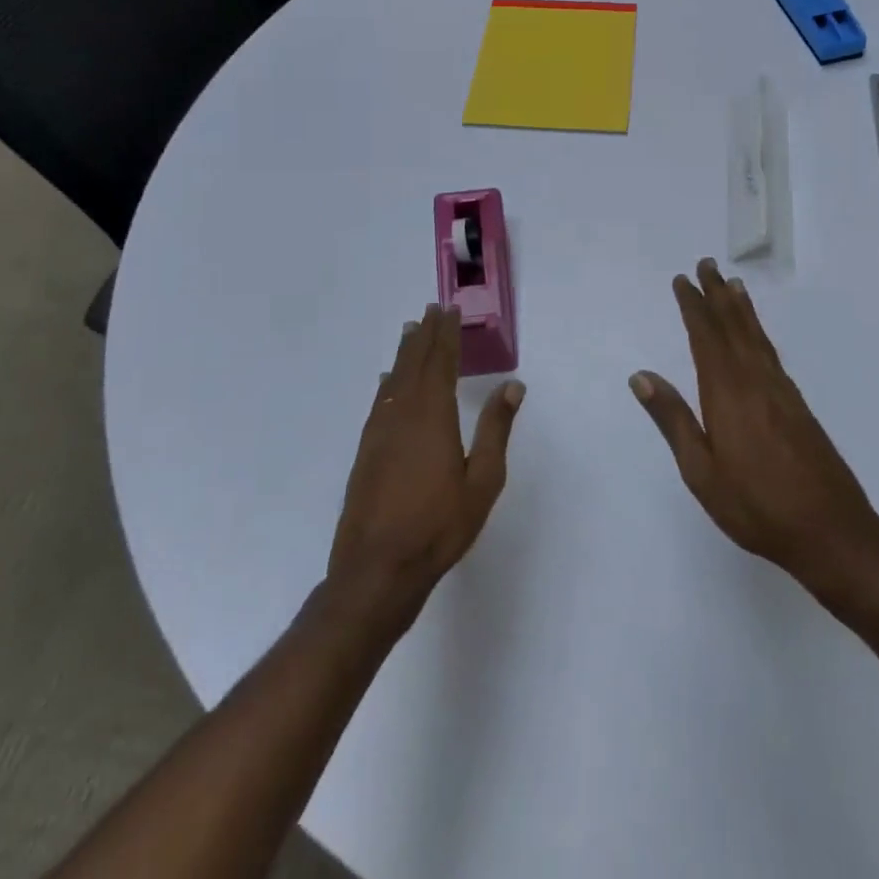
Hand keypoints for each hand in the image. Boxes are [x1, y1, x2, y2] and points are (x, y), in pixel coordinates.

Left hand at [327, 305, 524, 627]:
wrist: (377, 568)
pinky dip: (388, 382)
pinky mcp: (367, 450)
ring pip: (395, 379)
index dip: (446, 335)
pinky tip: (388, 380)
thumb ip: (496, 429)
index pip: (441, 363)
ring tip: (411, 331)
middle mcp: (404, 413)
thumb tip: (512, 385)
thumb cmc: (438, 526)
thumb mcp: (483, 481)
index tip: (449, 311)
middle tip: (431, 309)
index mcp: (434, 416)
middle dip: (425, 335)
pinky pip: (380, 400)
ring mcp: (380, 431)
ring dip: (405, 353)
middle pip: (415, 364)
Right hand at [632, 260, 878, 595]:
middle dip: (717, 294)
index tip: (682, 280)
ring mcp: (781, 391)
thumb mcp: (701, 471)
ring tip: (733, 284)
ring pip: (756, 337)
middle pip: (733, 327)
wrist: (831, 530)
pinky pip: (771, 352)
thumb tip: (642, 375)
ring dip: (741, 308)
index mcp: (727, 393)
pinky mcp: (798, 405)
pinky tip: (756, 334)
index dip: (693, 306)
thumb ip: (673, 419)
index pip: (705, 337)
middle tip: (707, 264)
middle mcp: (755, 381)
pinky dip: (759, 332)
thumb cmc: (756, 505)